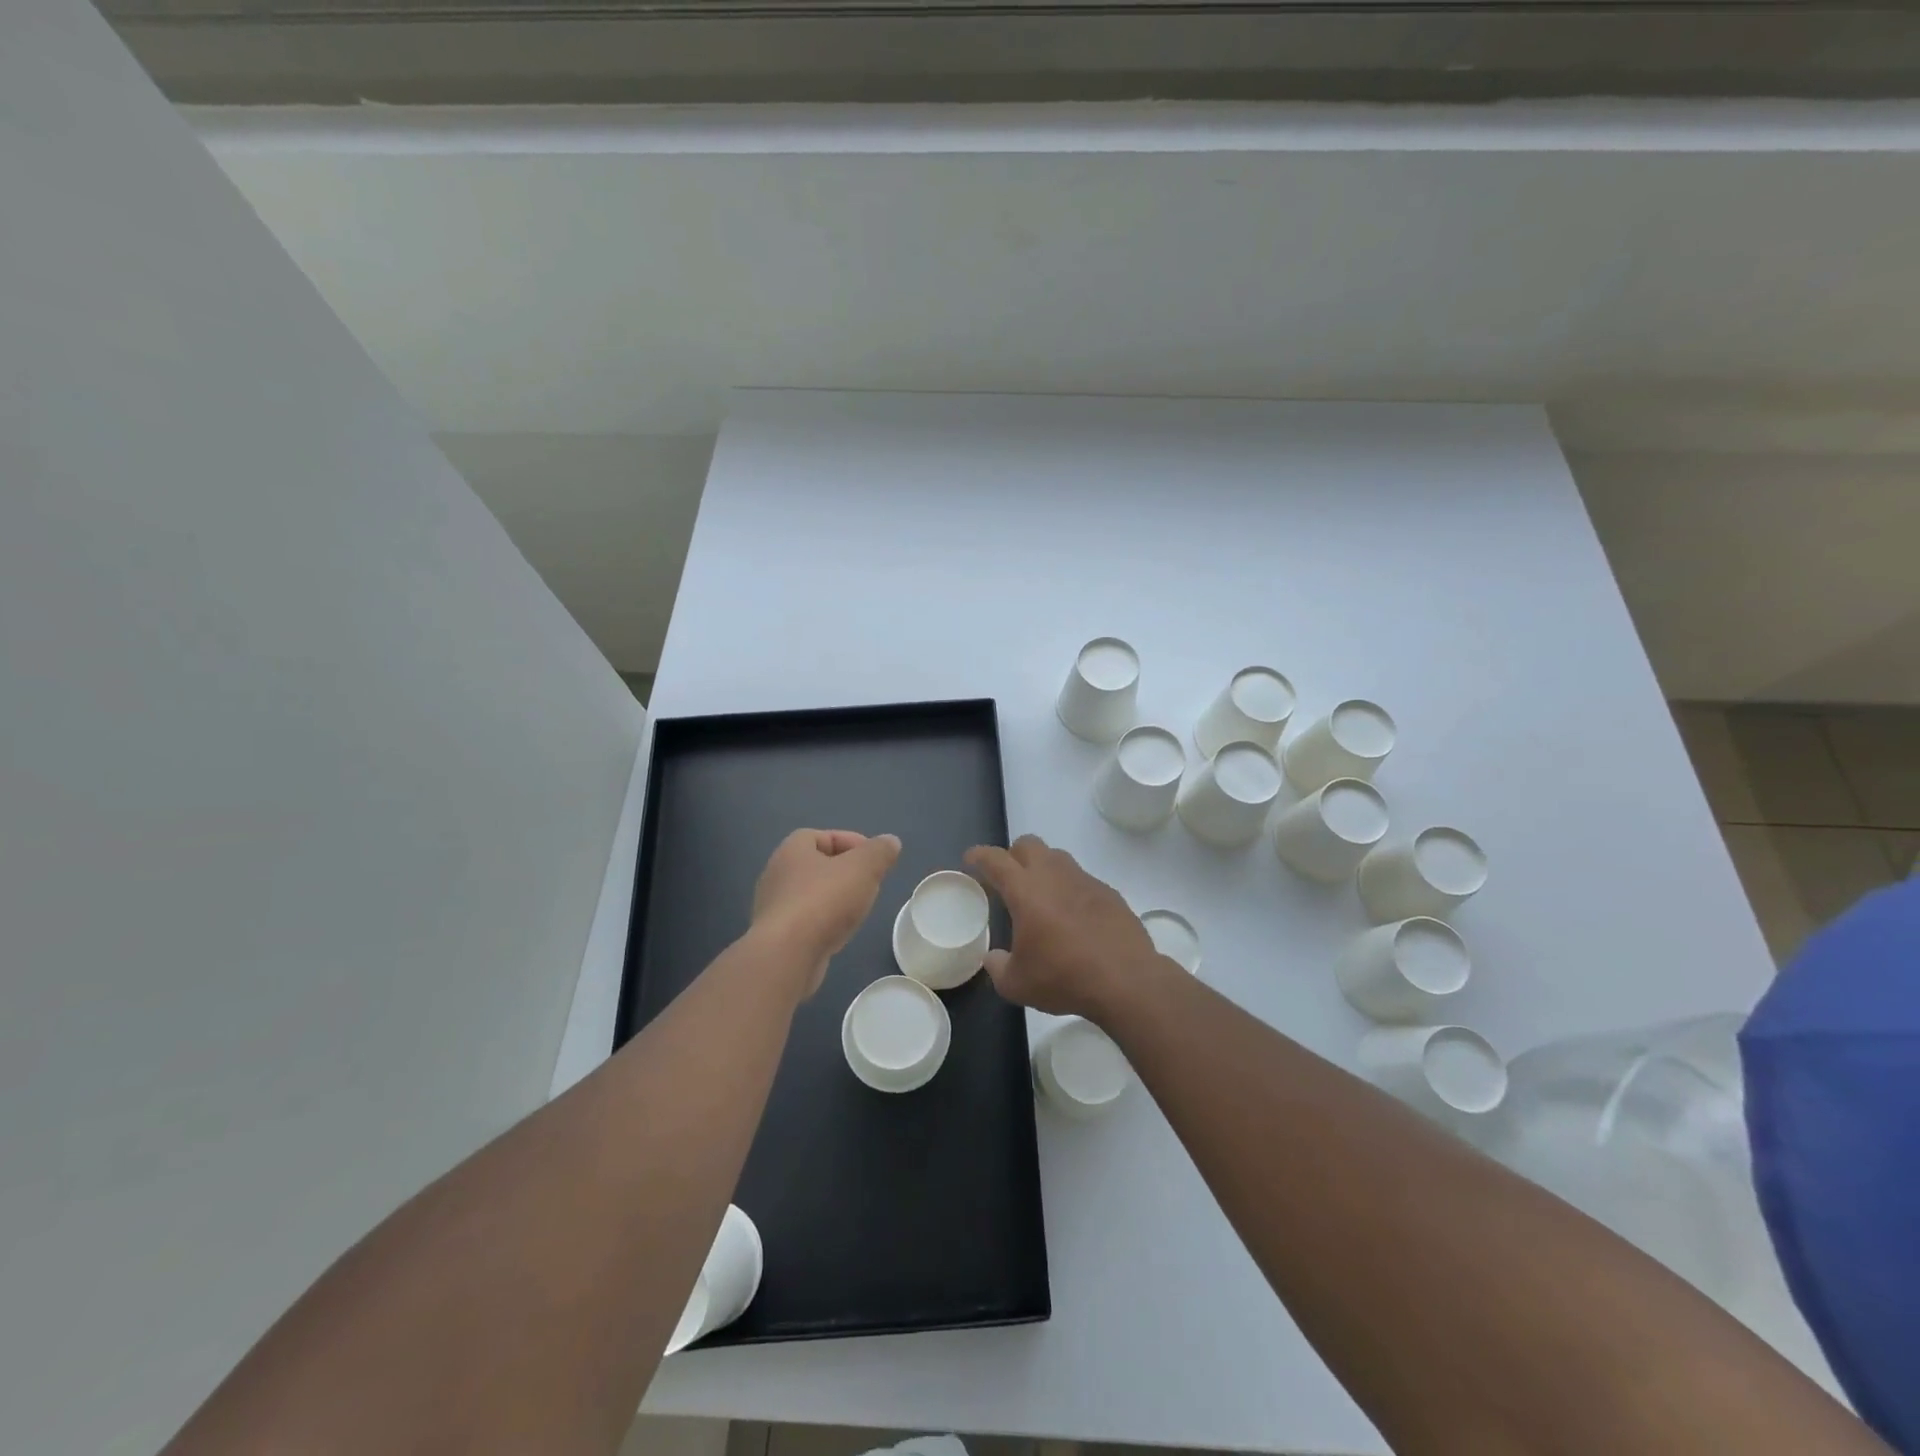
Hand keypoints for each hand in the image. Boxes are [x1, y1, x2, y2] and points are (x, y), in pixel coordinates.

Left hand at [751, 829, 901, 996]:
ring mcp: (773, 908)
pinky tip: (839, 934)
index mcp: (792, 850)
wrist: (787, 955)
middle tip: (869, 884)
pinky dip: (824, 923)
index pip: (823, 836)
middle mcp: (777, 874)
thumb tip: (890, 841)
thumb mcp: (863, 867)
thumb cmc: (824, 900)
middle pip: (817, 866)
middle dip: (845, 873)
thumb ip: (879, 851)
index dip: (851, 842)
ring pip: (811, 895)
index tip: (874, 860)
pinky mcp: (776, 937)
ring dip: (835, 899)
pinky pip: (805, 922)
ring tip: (857, 910)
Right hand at [964, 834, 1163, 1019]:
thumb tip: (993, 959)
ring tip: (1041, 898)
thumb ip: (998, 967)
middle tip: (1007, 879)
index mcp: (1025, 890)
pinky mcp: (1109, 893)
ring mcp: (1085, 880)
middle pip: (1028, 844)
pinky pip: (1082, 880)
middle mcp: (1054, 875)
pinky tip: (1073, 917)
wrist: (1126, 980)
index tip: (971, 859)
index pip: (995, 859)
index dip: (979, 856)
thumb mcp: (1017, 984)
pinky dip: (1070, 890)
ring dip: (1043, 868)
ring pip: (1057, 858)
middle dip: (1013, 855)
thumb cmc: (1064, 977)